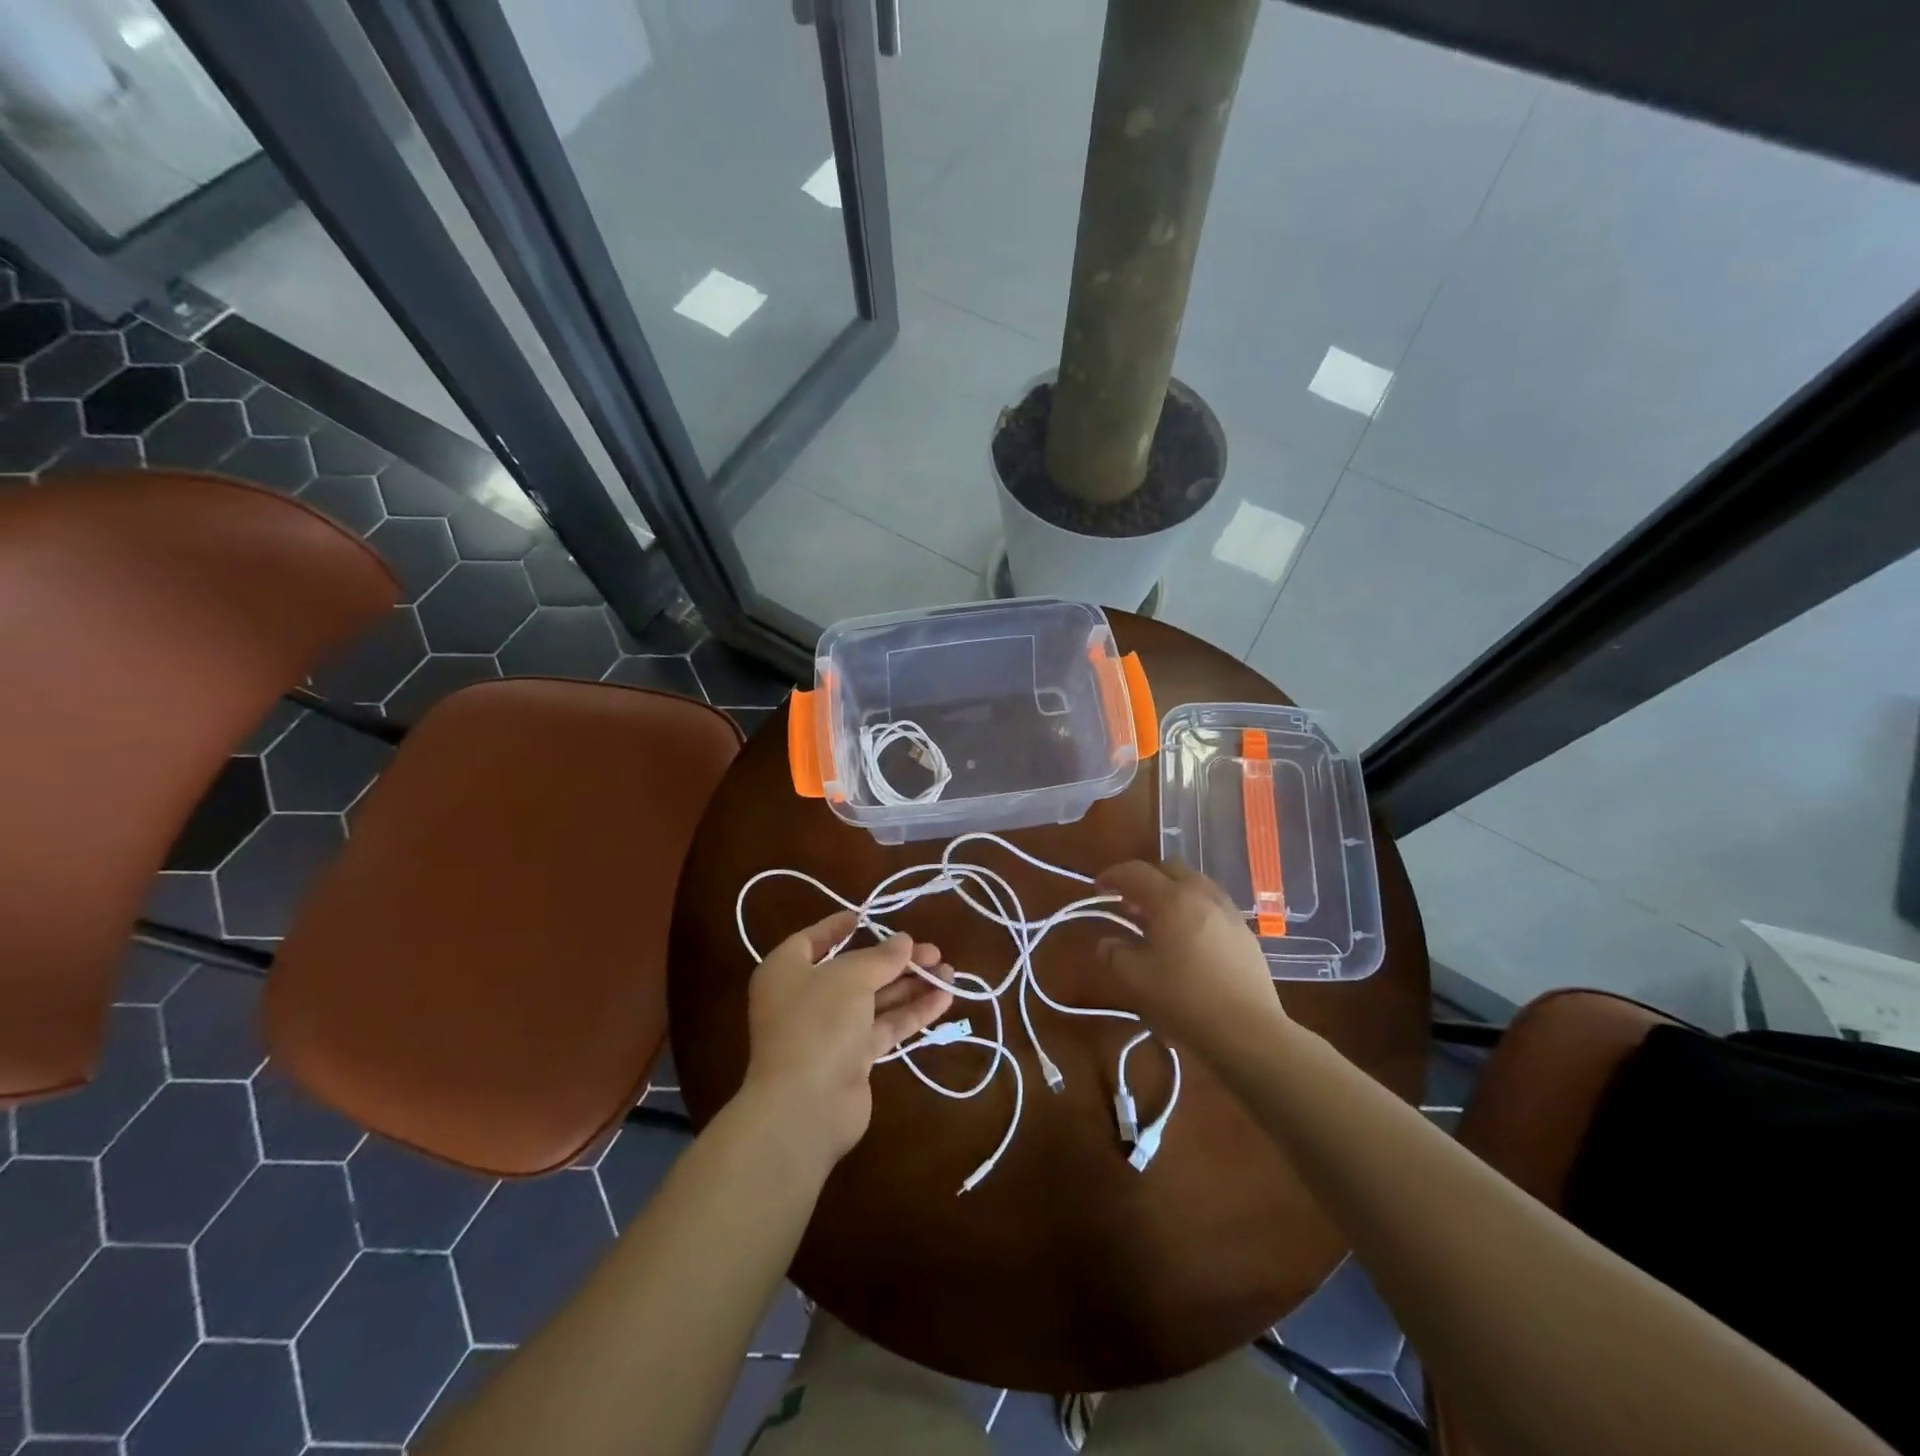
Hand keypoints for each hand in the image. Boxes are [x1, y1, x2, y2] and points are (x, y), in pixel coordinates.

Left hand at [739, 910, 954, 1169]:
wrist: (805, 1105)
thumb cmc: (817, 1022)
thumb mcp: (851, 977)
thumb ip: (881, 957)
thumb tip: (904, 941)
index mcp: (787, 970)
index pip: (813, 940)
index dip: (838, 927)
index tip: (868, 915)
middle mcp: (805, 997)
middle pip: (855, 970)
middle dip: (894, 960)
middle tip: (933, 951)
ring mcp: (829, 1030)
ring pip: (875, 1000)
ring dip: (910, 985)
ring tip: (949, 971)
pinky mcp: (852, 1059)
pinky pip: (884, 1026)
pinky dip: (911, 1013)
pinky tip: (943, 1000)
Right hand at [1095, 860, 1286, 1059]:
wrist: (1249, 1032)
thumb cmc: (1185, 1000)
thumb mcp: (1136, 979)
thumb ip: (1115, 954)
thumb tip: (1107, 943)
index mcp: (1172, 899)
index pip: (1136, 872)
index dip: (1113, 876)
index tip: (1099, 889)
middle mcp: (1202, 895)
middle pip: (1170, 869)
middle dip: (1146, 879)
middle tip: (1130, 904)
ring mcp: (1229, 912)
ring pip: (1195, 884)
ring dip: (1172, 893)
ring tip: (1159, 922)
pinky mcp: (1245, 933)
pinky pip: (1212, 905)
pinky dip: (1193, 910)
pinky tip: (1187, 940)